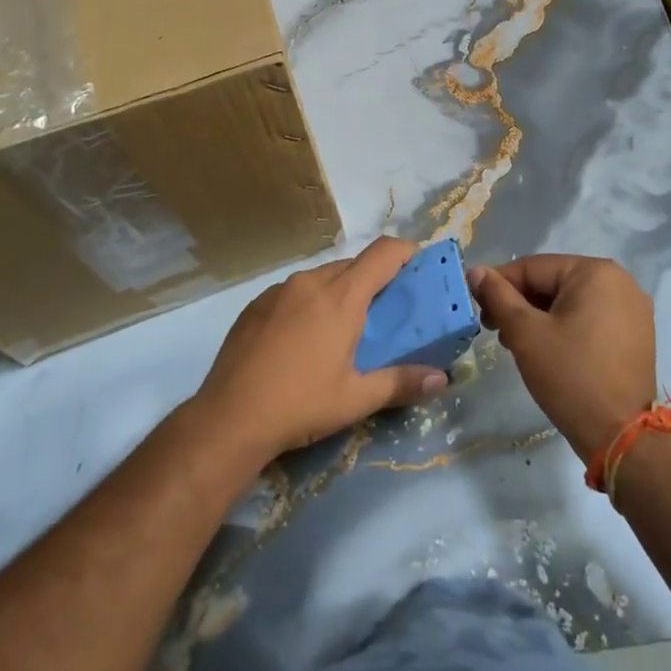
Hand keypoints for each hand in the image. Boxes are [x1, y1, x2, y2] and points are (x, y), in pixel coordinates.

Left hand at [195, 237, 449, 462]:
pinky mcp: (255, 304)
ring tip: (344, 328)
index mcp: (341, 297)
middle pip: (353, 264)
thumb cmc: (300, 405)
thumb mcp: (356, 399)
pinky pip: (293, 291)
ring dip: (340, 291)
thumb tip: (442, 379)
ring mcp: (278, 290)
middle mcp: (311, 282)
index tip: (421, 266)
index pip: (383, 253)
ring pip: (322, 277)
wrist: (228, 418)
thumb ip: (401, 383)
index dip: (407, 252)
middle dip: (375, 279)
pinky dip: (309, 302)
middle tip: (387, 311)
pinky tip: (303, 339)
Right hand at [467, 255, 656, 462]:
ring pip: (570, 302)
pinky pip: (589, 318)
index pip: (533, 267)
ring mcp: (632, 310)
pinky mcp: (635, 335)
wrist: (620, 437)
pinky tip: (546, 350)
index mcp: (595, 272)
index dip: (499, 285)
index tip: (478, 308)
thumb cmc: (570, 375)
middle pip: (553, 283)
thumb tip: (476, 271)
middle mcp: (619, 281)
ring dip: (539, 317)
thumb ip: (498, 296)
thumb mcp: (525, 333)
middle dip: (520, 304)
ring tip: (516, 344)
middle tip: (495, 330)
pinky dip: (564, 327)